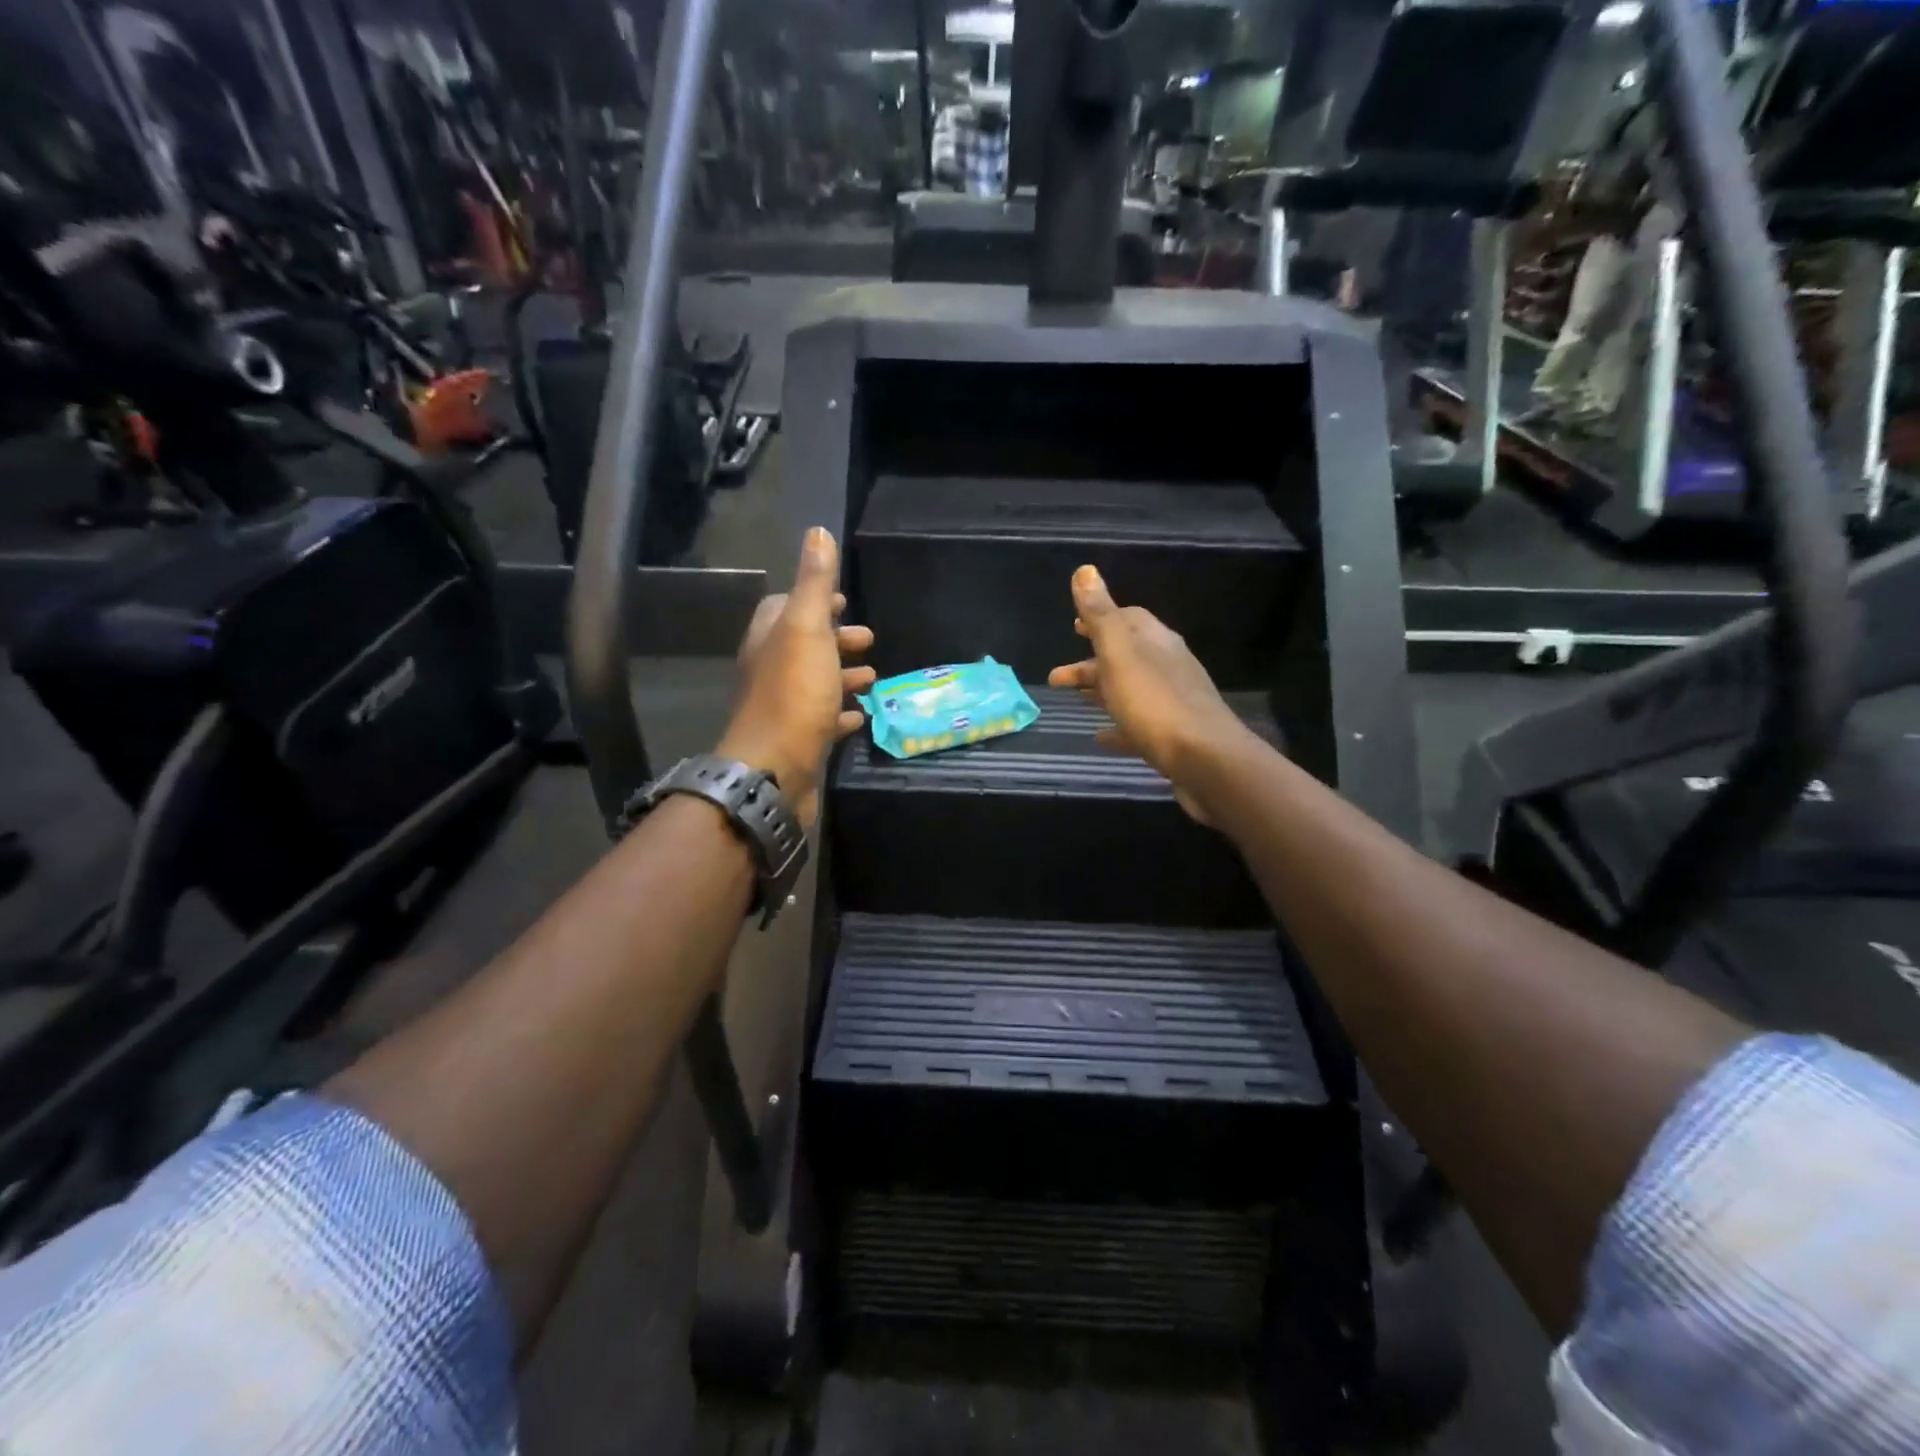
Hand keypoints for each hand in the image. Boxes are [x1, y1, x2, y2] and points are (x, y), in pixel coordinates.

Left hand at [716, 528, 874, 825]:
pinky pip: (824, 719)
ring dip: (843, 675)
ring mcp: (784, 708)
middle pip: (804, 645)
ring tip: (874, 676)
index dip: (814, 600)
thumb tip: (818, 531)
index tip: (842, 599)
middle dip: (835, 638)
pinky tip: (862, 714)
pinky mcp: (799, 740)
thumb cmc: (794, 694)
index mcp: (769, 639)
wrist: (774, 770)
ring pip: (816, 682)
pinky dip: (844, 712)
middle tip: (868, 639)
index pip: (785, 607)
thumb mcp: (807, 629)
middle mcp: (771, 670)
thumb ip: (813, 583)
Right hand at [1047, 565, 1254, 824]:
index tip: (1075, 625)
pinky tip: (1101, 737)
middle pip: (1125, 656)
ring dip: (1101, 691)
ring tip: (1073, 700)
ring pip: (1130, 689)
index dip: (1101, 619)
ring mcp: (1173, 702)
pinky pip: (1139, 725)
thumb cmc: (1155, 702)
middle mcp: (1168, 666)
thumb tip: (1085, 570)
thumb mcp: (1120, 653)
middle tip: (1058, 676)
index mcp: (1156, 642)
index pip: (1129, 618)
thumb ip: (1101, 615)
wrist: (1204, 759)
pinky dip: (1118, 725)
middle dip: (1091, 662)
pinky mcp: (1173, 736)